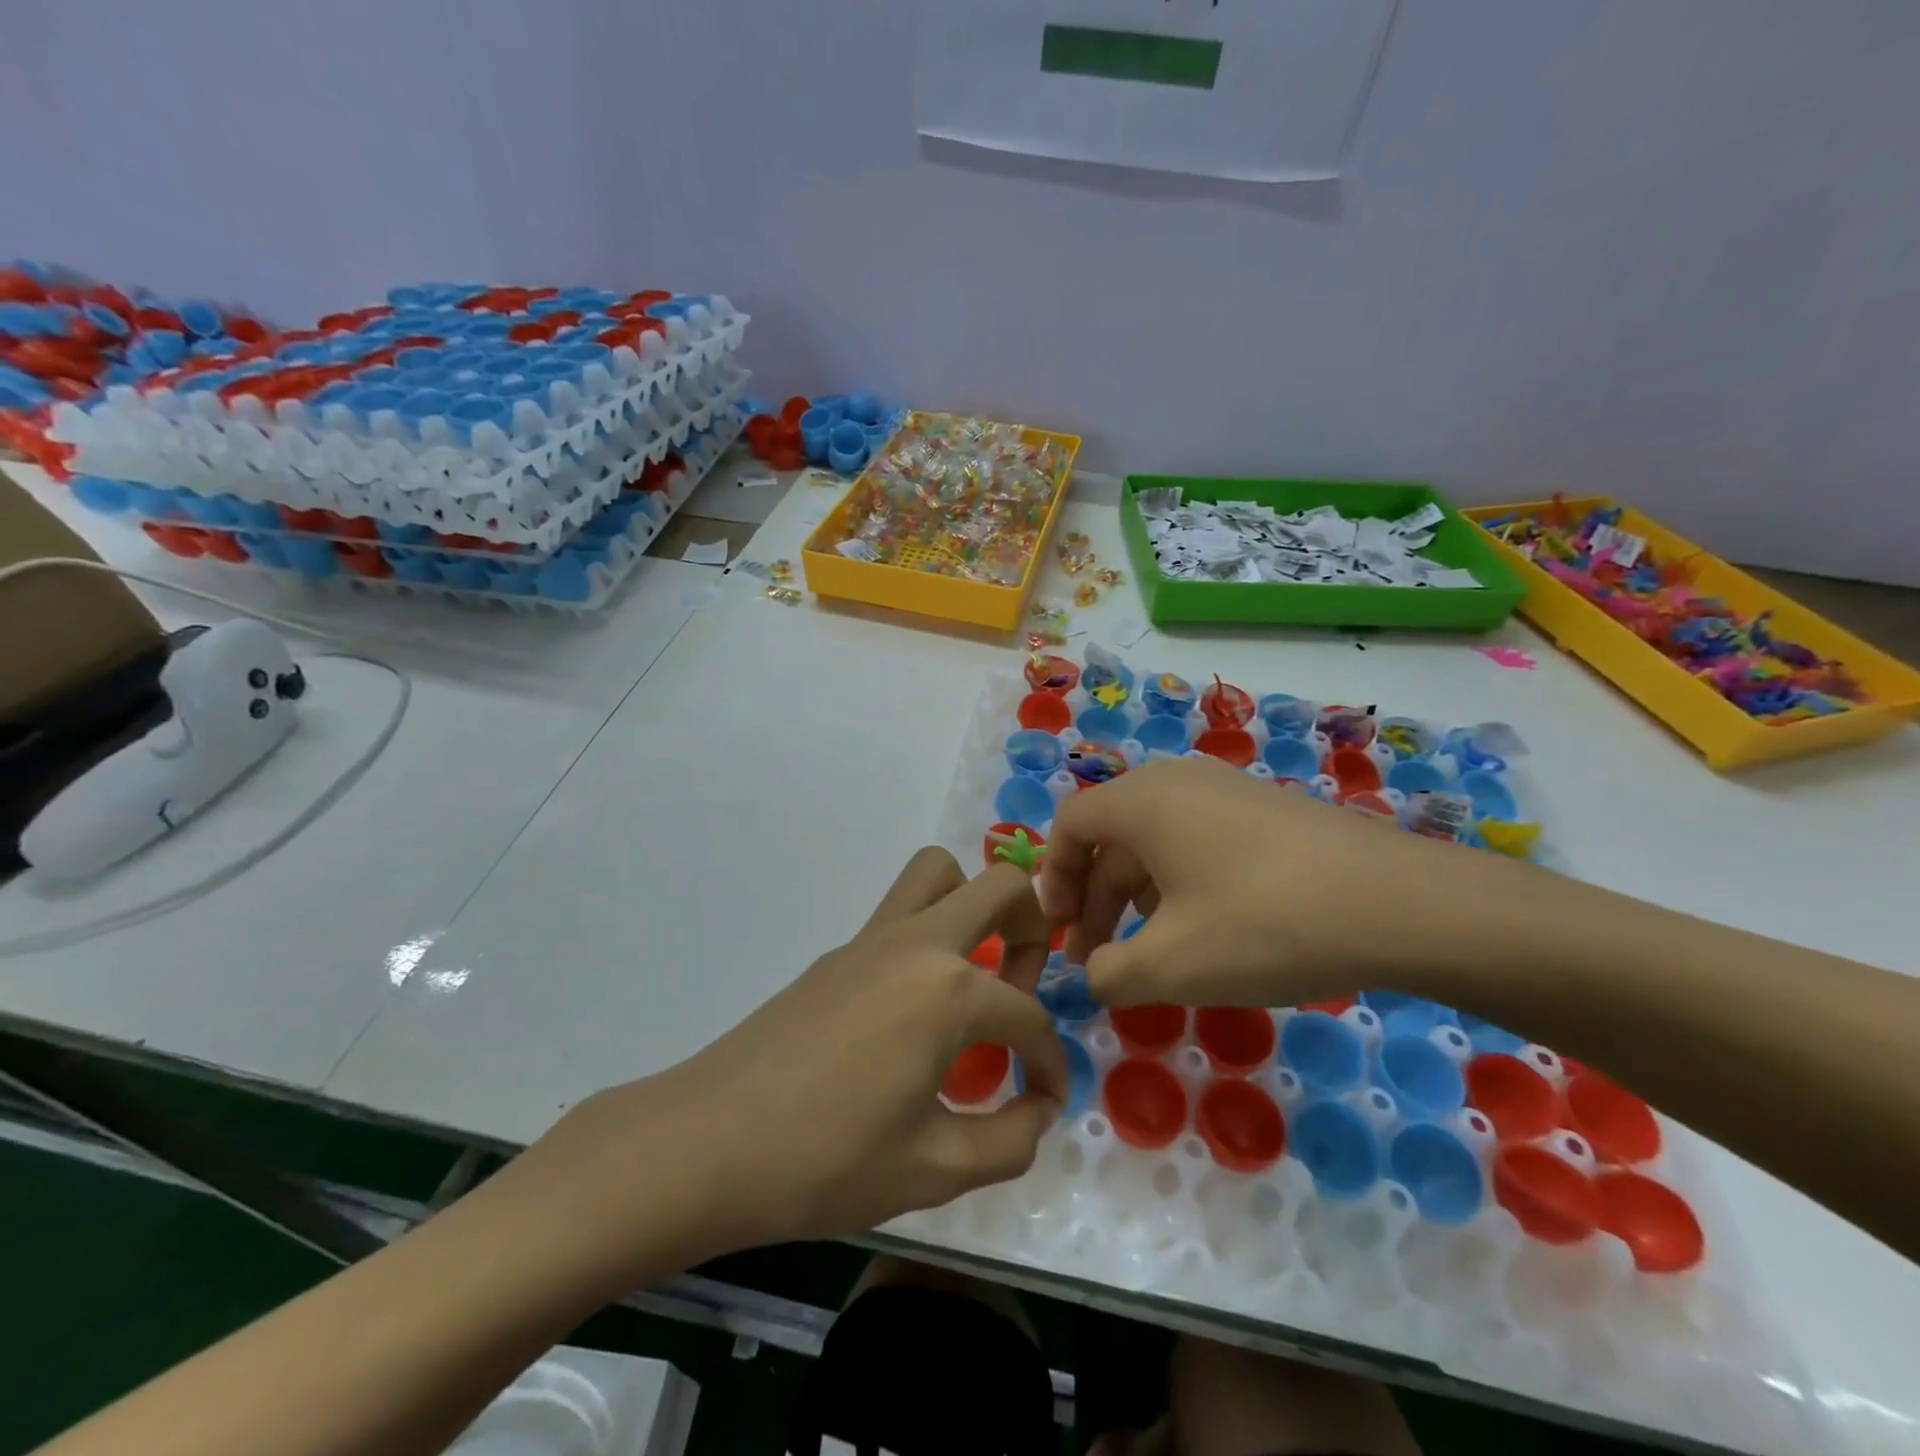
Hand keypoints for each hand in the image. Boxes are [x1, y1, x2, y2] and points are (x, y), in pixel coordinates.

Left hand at [526, 850, 1068, 1269]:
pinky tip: (914, 1012)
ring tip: (974, 976)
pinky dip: (929, 939)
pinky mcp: (837, 953)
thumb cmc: (825, 1162)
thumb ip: (1008, 1141)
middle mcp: (917, 944)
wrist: (705, 1144)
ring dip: (973, 906)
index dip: (1052, 1063)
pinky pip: (899, 914)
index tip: (1047, 1100)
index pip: (1029, 1018)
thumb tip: (1039, 1109)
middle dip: (1033, 929)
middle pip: (1001, 886)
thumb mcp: (933, 1171)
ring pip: (938, 874)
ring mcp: (870, 940)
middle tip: (1021, 990)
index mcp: (948, 991)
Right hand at [1038, 756, 1471, 1007]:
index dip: (1051, 879)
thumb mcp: (1170, 964)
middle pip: (1110, 836)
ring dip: (1136, 896)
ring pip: (1156, 841)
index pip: (1069, 825)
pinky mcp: (1266, 810)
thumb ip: (1110, 973)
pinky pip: (1198, 840)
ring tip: (1149, 951)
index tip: (1059, 934)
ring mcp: (1226, 790)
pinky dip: (1179, 884)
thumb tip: (1097, 974)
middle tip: (1098, 959)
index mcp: (1141, 801)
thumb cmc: (1263, 924)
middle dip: (1094, 899)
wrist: (1399, 904)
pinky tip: (1205, 929)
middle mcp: (1177, 781)